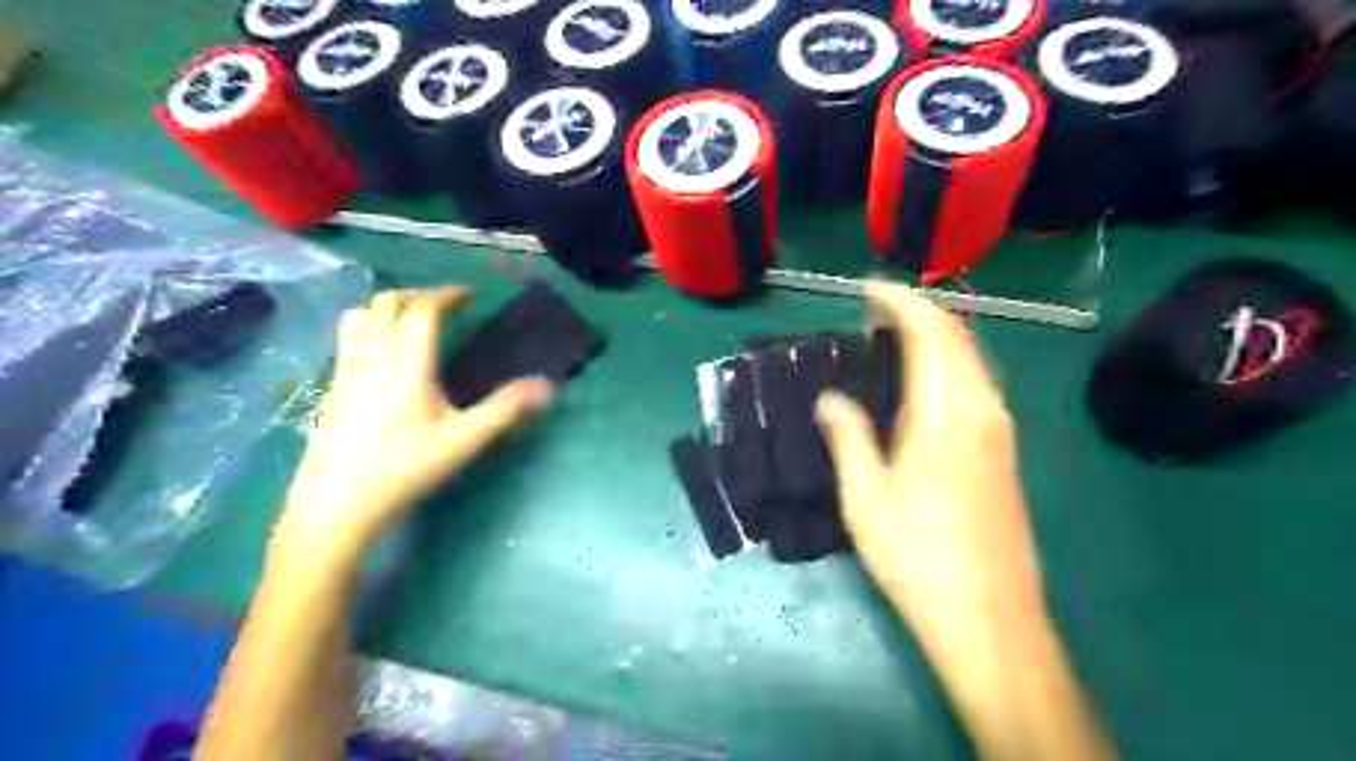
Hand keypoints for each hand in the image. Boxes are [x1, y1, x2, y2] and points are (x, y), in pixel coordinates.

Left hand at [273, 285, 555, 564]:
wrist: (337, 502)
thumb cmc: (406, 466)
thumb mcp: (464, 439)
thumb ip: (506, 408)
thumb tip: (547, 386)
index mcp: (406, 359)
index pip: (423, 308)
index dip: (447, 294)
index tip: (468, 295)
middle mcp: (372, 353)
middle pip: (387, 302)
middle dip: (418, 296)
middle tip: (445, 308)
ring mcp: (345, 368)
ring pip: (361, 315)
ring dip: (388, 307)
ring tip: (411, 323)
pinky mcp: (332, 386)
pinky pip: (349, 338)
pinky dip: (371, 328)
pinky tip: (385, 357)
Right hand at [814, 282, 1047, 638]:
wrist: (989, 617)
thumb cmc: (917, 556)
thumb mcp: (865, 498)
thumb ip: (848, 438)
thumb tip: (829, 399)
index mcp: (945, 415)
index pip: (930, 332)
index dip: (900, 301)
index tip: (867, 289)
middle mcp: (982, 410)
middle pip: (959, 337)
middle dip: (920, 310)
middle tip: (876, 309)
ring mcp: (1000, 431)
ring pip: (974, 359)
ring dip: (938, 335)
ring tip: (895, 336)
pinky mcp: (1005, 452)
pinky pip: (979, 384)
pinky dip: (951, 363)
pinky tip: (926, 382)